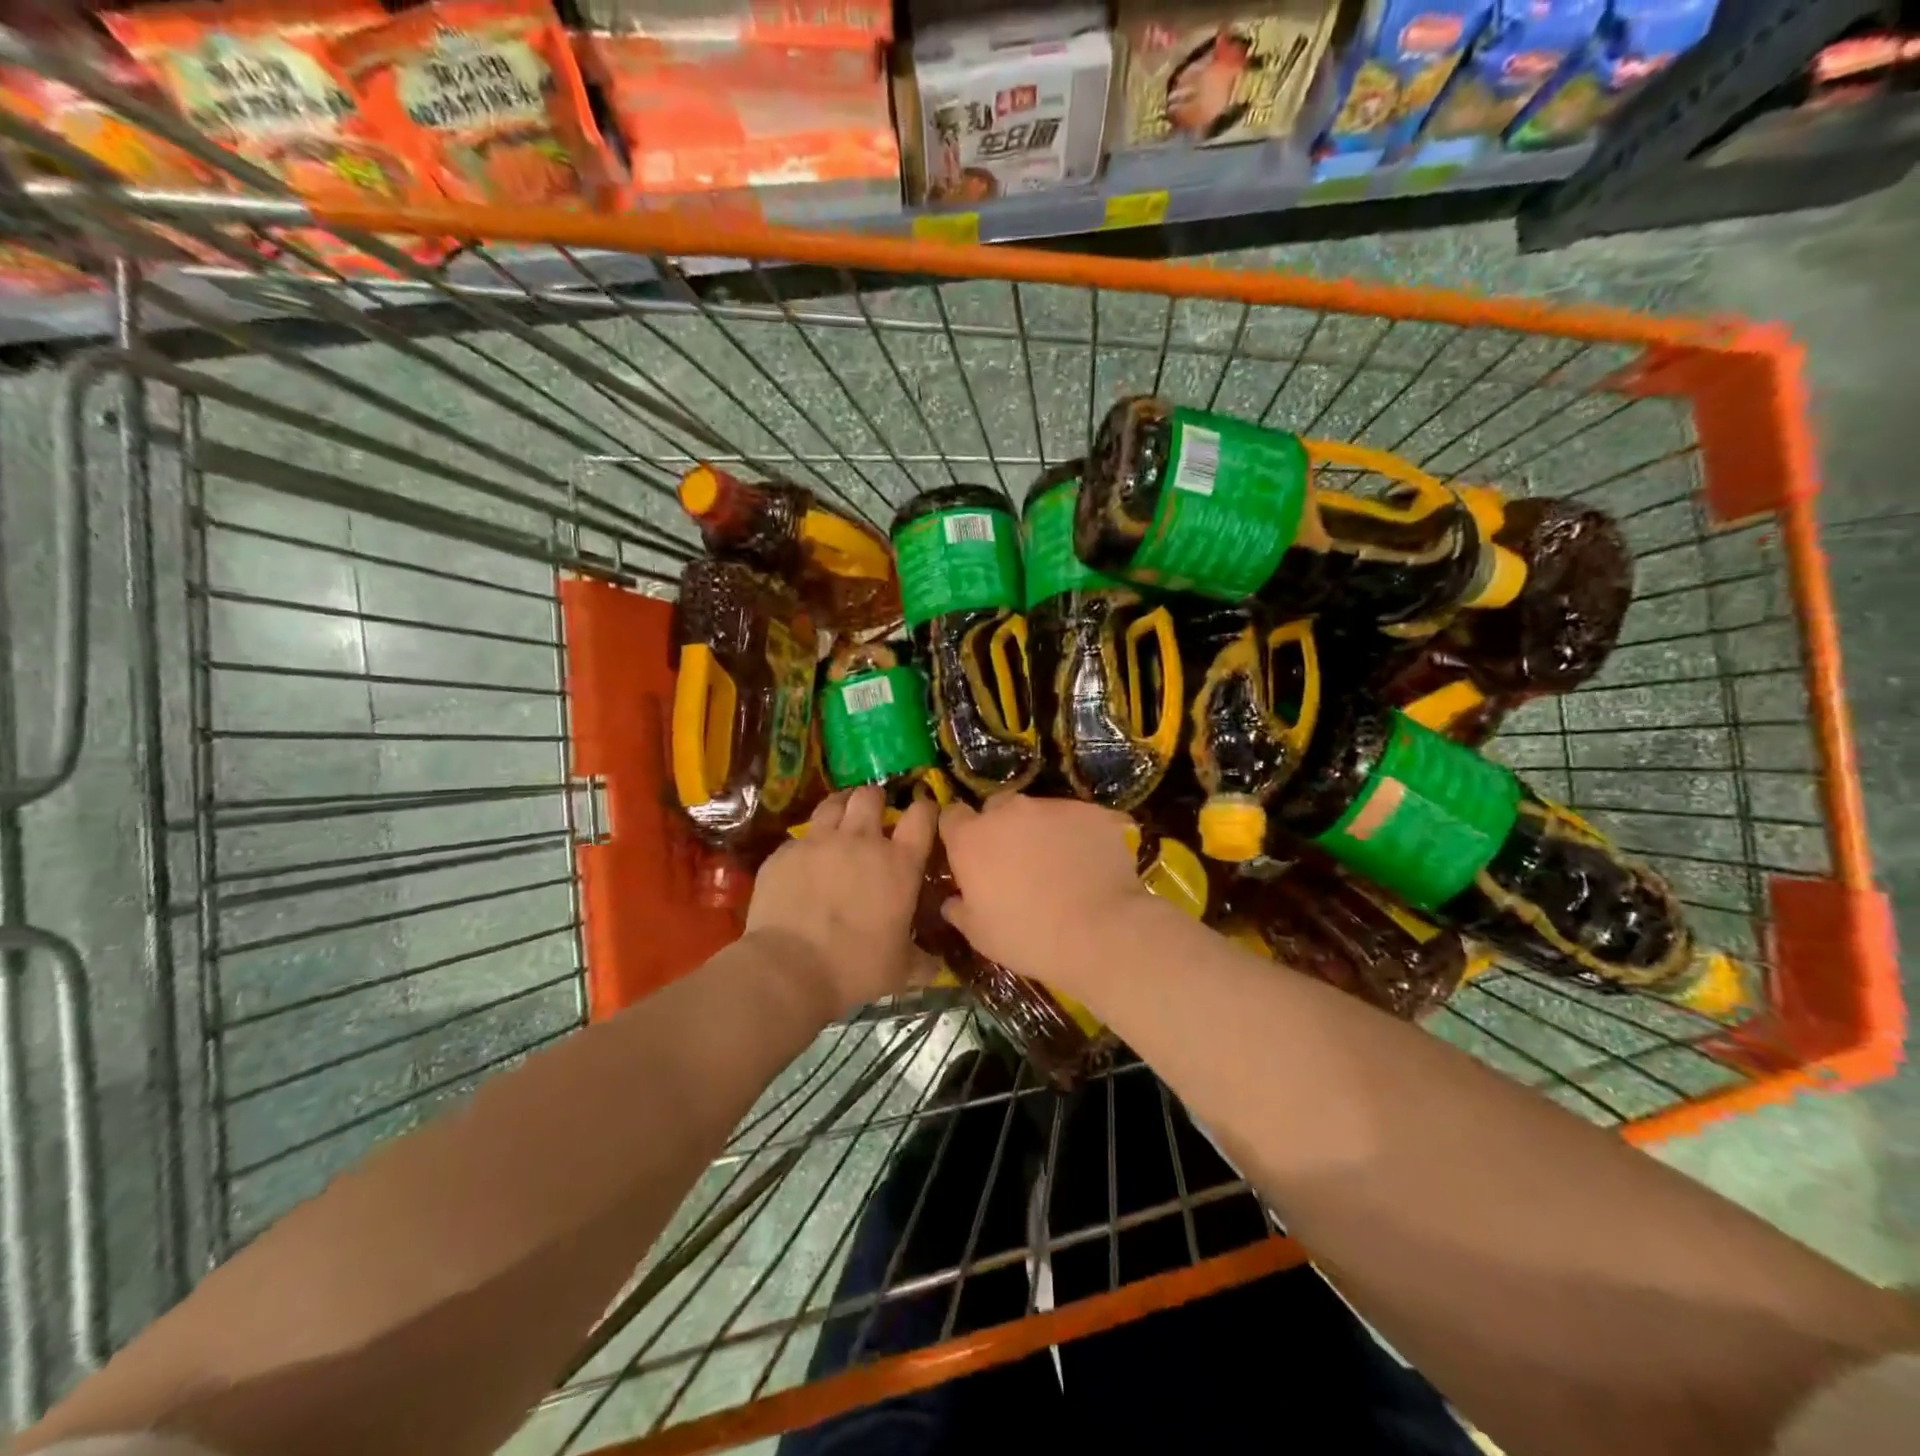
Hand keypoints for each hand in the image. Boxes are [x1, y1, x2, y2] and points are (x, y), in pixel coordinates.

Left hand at [746, 787, 937, 1013]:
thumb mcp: (900, 970)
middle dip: (874, 800)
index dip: (925, 809)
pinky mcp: (785, 852)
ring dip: (840, 808)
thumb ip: (920, 961)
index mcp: (899, 864)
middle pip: (871, 796)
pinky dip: (807, 844)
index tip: (923, 814)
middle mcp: (862, 840)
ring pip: (833, 803)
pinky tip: (804, 861)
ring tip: (839, 821)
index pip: (922, 816)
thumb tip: (935, 967)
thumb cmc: (856, 969)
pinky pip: (800, 836)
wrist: (789, 970)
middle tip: (873, 816)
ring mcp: (819, 841)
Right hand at [937, 795, 1150, 987]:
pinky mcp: (1091, 811)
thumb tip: (952, 901)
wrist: (1099, 932)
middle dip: (1002, 827)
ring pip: (1040, 811)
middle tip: (1016, 861)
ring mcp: (1053, 806)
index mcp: (972, 838)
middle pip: (997, 807)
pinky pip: (1079, 819)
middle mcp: (1009, 811)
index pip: (953, 815)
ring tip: (1061, 864)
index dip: (960, 831)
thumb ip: (960, 910)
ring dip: (1042, 830)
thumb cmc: (1028, 936)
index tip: (969, 852)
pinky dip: (1080, 835)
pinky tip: (1092, 863)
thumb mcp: (980, 935)